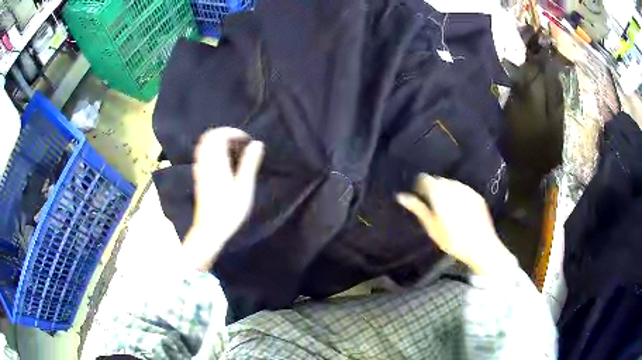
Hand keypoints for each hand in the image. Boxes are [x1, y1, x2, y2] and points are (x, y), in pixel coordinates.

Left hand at [182, 127, 263, 270]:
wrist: (210, 229)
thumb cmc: (229, 210)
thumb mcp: (244, 188)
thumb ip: (249, 164)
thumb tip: (257, 143)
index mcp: (217, 163)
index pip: (219, 135)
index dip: (233, 132)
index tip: (246, 140)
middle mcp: (205, 163)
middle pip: (208, 137)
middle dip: (223, 133)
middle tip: (239, 142)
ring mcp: (199, 170)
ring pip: (202, 145)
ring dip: (215, 141)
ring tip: (231, 149)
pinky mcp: (198, 177)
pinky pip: (200, 155)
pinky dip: (210, 150)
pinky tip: (220, 160)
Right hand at [396, 174, 515, 274]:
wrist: (481, 246)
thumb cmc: (452, 240)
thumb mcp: (432, 227)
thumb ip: (417, 209)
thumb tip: (401, 196)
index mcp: (439, 193)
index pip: (425, 179)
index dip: (420, 186)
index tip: (419, 196)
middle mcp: (453, 186)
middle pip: (438, 180)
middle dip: (433, 189)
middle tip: (432, 205)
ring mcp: (466, 190)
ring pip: (451, 183)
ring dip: (446, 191)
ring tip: (446, 208)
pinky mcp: (476, 195)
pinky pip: (463, 189)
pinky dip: (458, 194)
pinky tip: (459, 209)